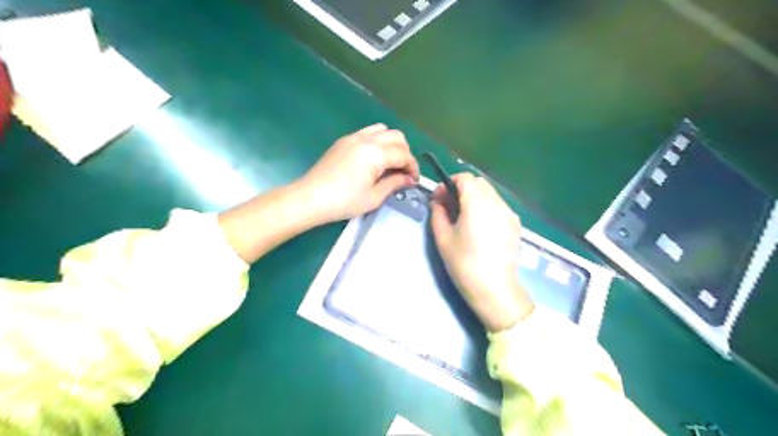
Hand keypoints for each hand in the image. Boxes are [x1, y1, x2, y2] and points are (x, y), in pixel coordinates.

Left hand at [299, 123, 418, 222]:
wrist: (310, 198)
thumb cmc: (344, 201)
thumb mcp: (374, 197)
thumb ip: (394, 183)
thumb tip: (409, 179)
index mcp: (375, 153)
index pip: (403, 154)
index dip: (413, 167)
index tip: (413, 180)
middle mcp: (366, 139)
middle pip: (396, 136)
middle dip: (405, 153)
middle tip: (403, 172)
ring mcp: (353, 137)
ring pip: (382, 130)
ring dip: (392, 144)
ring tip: (390, 163)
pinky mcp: (344, 140)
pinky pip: (368, 133)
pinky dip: (378, 141)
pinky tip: (374, 159)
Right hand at [431, 173, 535, 331]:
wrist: (494, 288)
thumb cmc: (464, 263)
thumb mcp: (443, 237)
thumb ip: (438, 213)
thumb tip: (438, 202)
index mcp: (477, 203)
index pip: (465, 178)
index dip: (449, 183)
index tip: (439, 198)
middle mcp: (496, 202)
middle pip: (478, 183)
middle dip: (461, 189)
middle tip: (449, 206)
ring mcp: (509, 213)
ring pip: (490, 193)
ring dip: (474, 197)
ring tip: (463, 216)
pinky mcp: (515, 224)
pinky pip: (498, 206)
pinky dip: (486, 207)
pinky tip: (479, 226)